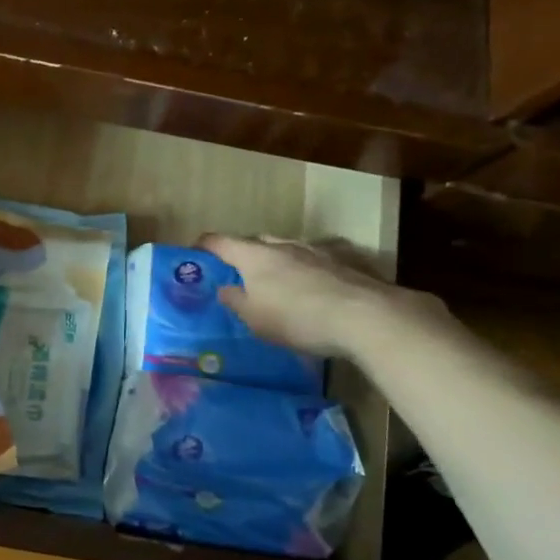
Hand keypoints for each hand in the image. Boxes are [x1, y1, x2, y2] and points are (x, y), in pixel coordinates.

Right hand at [198, 234, 436, 360]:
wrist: (364, 317)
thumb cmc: (297, 318)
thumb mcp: (255, 319)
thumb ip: (236, 301)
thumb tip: (224, 288)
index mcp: (255, 256)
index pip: (221, 242)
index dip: (205, 245)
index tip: (195, 250)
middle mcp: (284, 245)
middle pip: (256, 241)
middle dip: (244, 252)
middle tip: (238, 270)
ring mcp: (317, 249)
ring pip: (288, 247)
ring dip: (278, 258)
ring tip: (277, 277)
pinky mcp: (345, 259)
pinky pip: (317, 257)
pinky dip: (308, 265)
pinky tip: (314, 280)